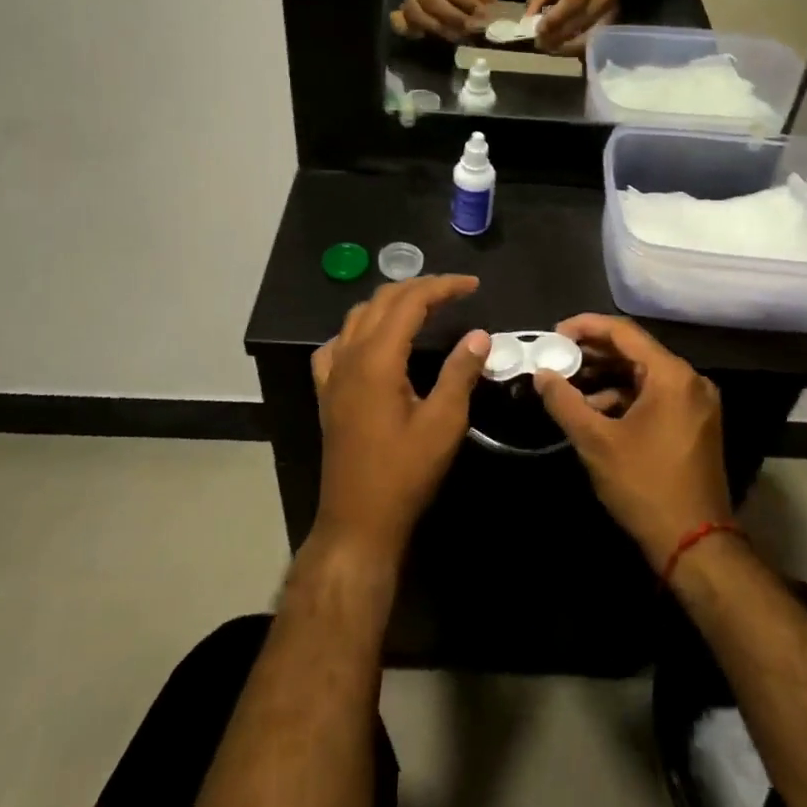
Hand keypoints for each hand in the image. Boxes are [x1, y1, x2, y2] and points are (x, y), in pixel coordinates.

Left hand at [310, 274, 489, 566]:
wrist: (358, 520)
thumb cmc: (404, 473)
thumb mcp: (443, 423)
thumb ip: (460, 372)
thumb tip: (479, 335)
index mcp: (378, 358)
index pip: (411, 301)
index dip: (443, 287)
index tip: (473, 286)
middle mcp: (350, 355)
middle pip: (383, 301)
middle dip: (420, 287)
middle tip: (455, 291)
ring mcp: (333, 373)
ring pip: (359, 316)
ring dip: (391, 302)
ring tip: (424, 306)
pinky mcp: (327, 391)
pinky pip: (338, 344)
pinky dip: (361, 328)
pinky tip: (375, 340)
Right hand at [395, 0, 492, 42]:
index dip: (465, 0)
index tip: (481, 12)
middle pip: (431, 2)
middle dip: (454, 17)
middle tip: (472, 28)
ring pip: (418, 16)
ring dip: (441, 28)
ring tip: (460, 36)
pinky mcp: (407, 13)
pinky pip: (409, 25)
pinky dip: (423, 32)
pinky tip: (442, 37)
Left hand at [526, 0, 618, 53]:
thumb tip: (527, 21)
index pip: (572, 3)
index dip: (554, 19)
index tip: (539, 32)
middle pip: (580, 22)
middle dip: (558, 36)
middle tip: (540, 44)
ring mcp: (612, 11)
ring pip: (587, 35)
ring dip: (566, 46)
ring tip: (549, 48)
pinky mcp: (613, 22)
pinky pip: (593, 40)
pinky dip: (576, 47)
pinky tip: (563, 48)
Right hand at [534, 314, 731, 569]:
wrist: (695, 545)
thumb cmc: (645, 485)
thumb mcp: (596, 441)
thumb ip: (565, 401)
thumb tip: (541, 374)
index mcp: (672, 375)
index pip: (623, 332)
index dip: (585, 327)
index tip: (554, 333)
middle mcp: (690, 381)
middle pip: (635, 351)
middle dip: (593, 353)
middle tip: (557, 357)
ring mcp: (696, 403)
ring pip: (643, 375)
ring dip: (606, 377)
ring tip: (569, 385)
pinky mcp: (694, 424)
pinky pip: (655, 396)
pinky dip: (624, 398)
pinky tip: (596, 411)